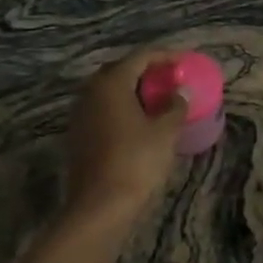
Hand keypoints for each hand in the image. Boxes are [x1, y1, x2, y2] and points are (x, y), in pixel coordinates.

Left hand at [64, 50, 188, 221]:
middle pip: (121, 70)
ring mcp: (80, 114)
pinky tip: (138, 122)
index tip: (184, 61)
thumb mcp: (165, 132)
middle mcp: (91, 92)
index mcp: (112, 83)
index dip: (165, 56)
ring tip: (157, 100)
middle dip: (146, 71)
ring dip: (132, 90)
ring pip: (109, 91)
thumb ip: (176, 106)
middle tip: (169, 79)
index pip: (140, 56)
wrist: (99, 206)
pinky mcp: (78, 135)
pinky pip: (102, 109)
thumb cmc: (136, 161)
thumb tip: (181, 92)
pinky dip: (121, 108)